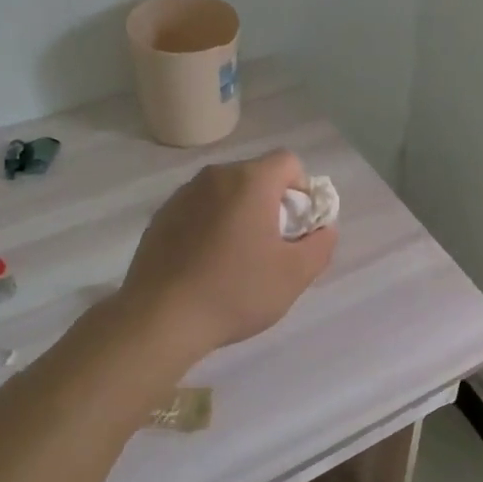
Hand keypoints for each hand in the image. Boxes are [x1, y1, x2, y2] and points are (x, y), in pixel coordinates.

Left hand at [117, 149, 336, 361]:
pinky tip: (205, 265)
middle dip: (270, 203)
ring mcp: (182, 195)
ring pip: (225, 193)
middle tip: (270, 246)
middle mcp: (215, 176)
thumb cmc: (235, 291)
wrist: (159, 319)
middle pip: (256, 176)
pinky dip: (209, 226)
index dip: (302, 190)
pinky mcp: (160, 217)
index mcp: (250, 181)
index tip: (296, 228)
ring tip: (235, 258)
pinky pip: (198, 210)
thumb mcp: (294, 275)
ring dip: (238, 214)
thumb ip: (321, 244)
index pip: (289, 162)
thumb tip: (324, 229)